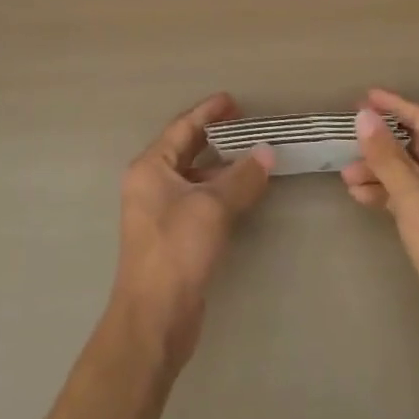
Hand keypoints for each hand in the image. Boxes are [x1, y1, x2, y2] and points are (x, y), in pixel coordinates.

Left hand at [109, 93, 274, 371]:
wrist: (154, 318)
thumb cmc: (176, 251)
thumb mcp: (212, 208)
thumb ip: (242, 177)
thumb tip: (268, 151)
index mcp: (150, 167)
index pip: (182, 127)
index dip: (208, 112)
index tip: (233, 100)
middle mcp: (150, 184)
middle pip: (186, 149)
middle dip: (215, 136)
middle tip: (246, 123)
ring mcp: (160, 211)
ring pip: (195, 177)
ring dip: (222, 166)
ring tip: (254, 156)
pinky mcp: (174, 236)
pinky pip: (199, 200)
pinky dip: (220, 191)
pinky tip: (244, 194)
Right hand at [342, 89, 418, 374]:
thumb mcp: (412, 196)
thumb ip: (386, 155)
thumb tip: (364, 116)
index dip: (395, 106)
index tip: (365, 96)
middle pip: (417, 147)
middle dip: (382, 146)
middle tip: (350, 141)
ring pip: (412, 174)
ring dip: (381, 173)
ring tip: (347, 178)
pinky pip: (412, 196)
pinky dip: (388, 194)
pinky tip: (361, 197)